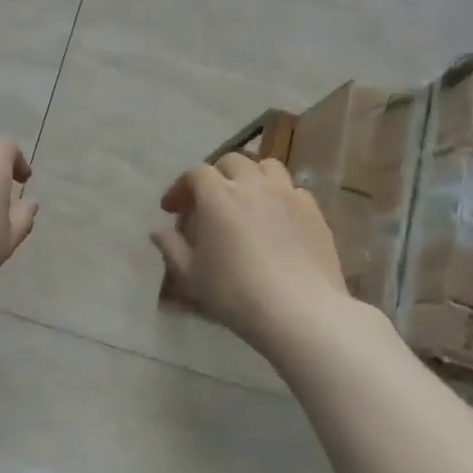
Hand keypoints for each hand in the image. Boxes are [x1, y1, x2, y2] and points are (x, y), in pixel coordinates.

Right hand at [151, 154, 350, 352]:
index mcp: (217, 196)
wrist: (299, 311)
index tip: (172, 209)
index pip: (195, 173)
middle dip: (216, 176)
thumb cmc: (235, 293)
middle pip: (232, 162)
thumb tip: (159, 231)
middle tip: (209, 201)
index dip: (181, 187)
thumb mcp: (191, 275)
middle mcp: (252, 184)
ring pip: (267, 167)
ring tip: (247, 200)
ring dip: (251, 177)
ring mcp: (287, 194)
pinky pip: (293, 190)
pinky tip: (277, 219)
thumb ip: (171, 247)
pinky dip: (280, 196)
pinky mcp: (313, 211)